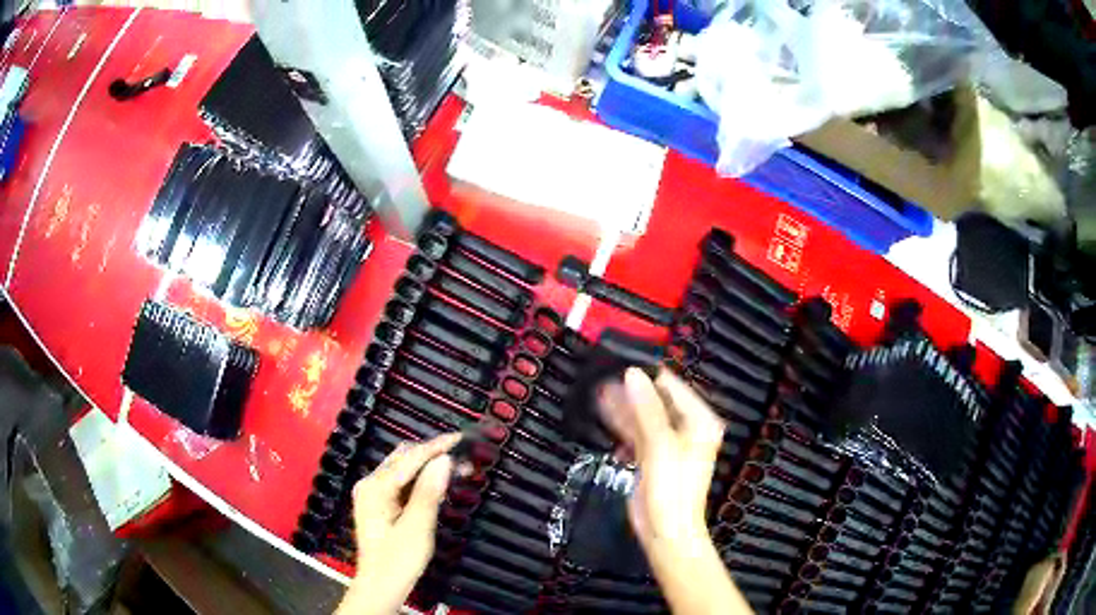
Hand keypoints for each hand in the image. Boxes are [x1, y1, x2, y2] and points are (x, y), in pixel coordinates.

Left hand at [337, 433, 460, 614]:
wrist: (381, 587)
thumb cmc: (398, 560)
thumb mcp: (417, 528)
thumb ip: (429, 492)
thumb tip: (444, 459)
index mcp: (375, 488)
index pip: (409, 458)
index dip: (436, 447)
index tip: (461, 438)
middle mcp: (370, 484)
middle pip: (403, 459)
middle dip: (433, 454)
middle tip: (463, 457)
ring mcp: (373, 493)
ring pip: (403, 469)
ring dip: (428, 466)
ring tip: (456, 468)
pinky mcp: (379, 504)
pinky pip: (402, 483)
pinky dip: (421, 480)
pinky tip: (438, 484)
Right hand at [599, 368, 751, 614]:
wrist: (665, 531)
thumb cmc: (672, 487)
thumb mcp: (660, 445)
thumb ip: (646, 408)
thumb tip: (632, 373)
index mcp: (699, 421)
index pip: (673, 387)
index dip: (647, 374)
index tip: (620, 361)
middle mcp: (687, 428)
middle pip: (657, 401)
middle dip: (631, 391)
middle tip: (602, 376)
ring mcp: (669, 443)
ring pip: (644, 417)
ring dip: (623, 407)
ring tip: (597, 390)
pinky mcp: (652, 457)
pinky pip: (637, 434)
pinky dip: (623, 427)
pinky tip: (604, 416)